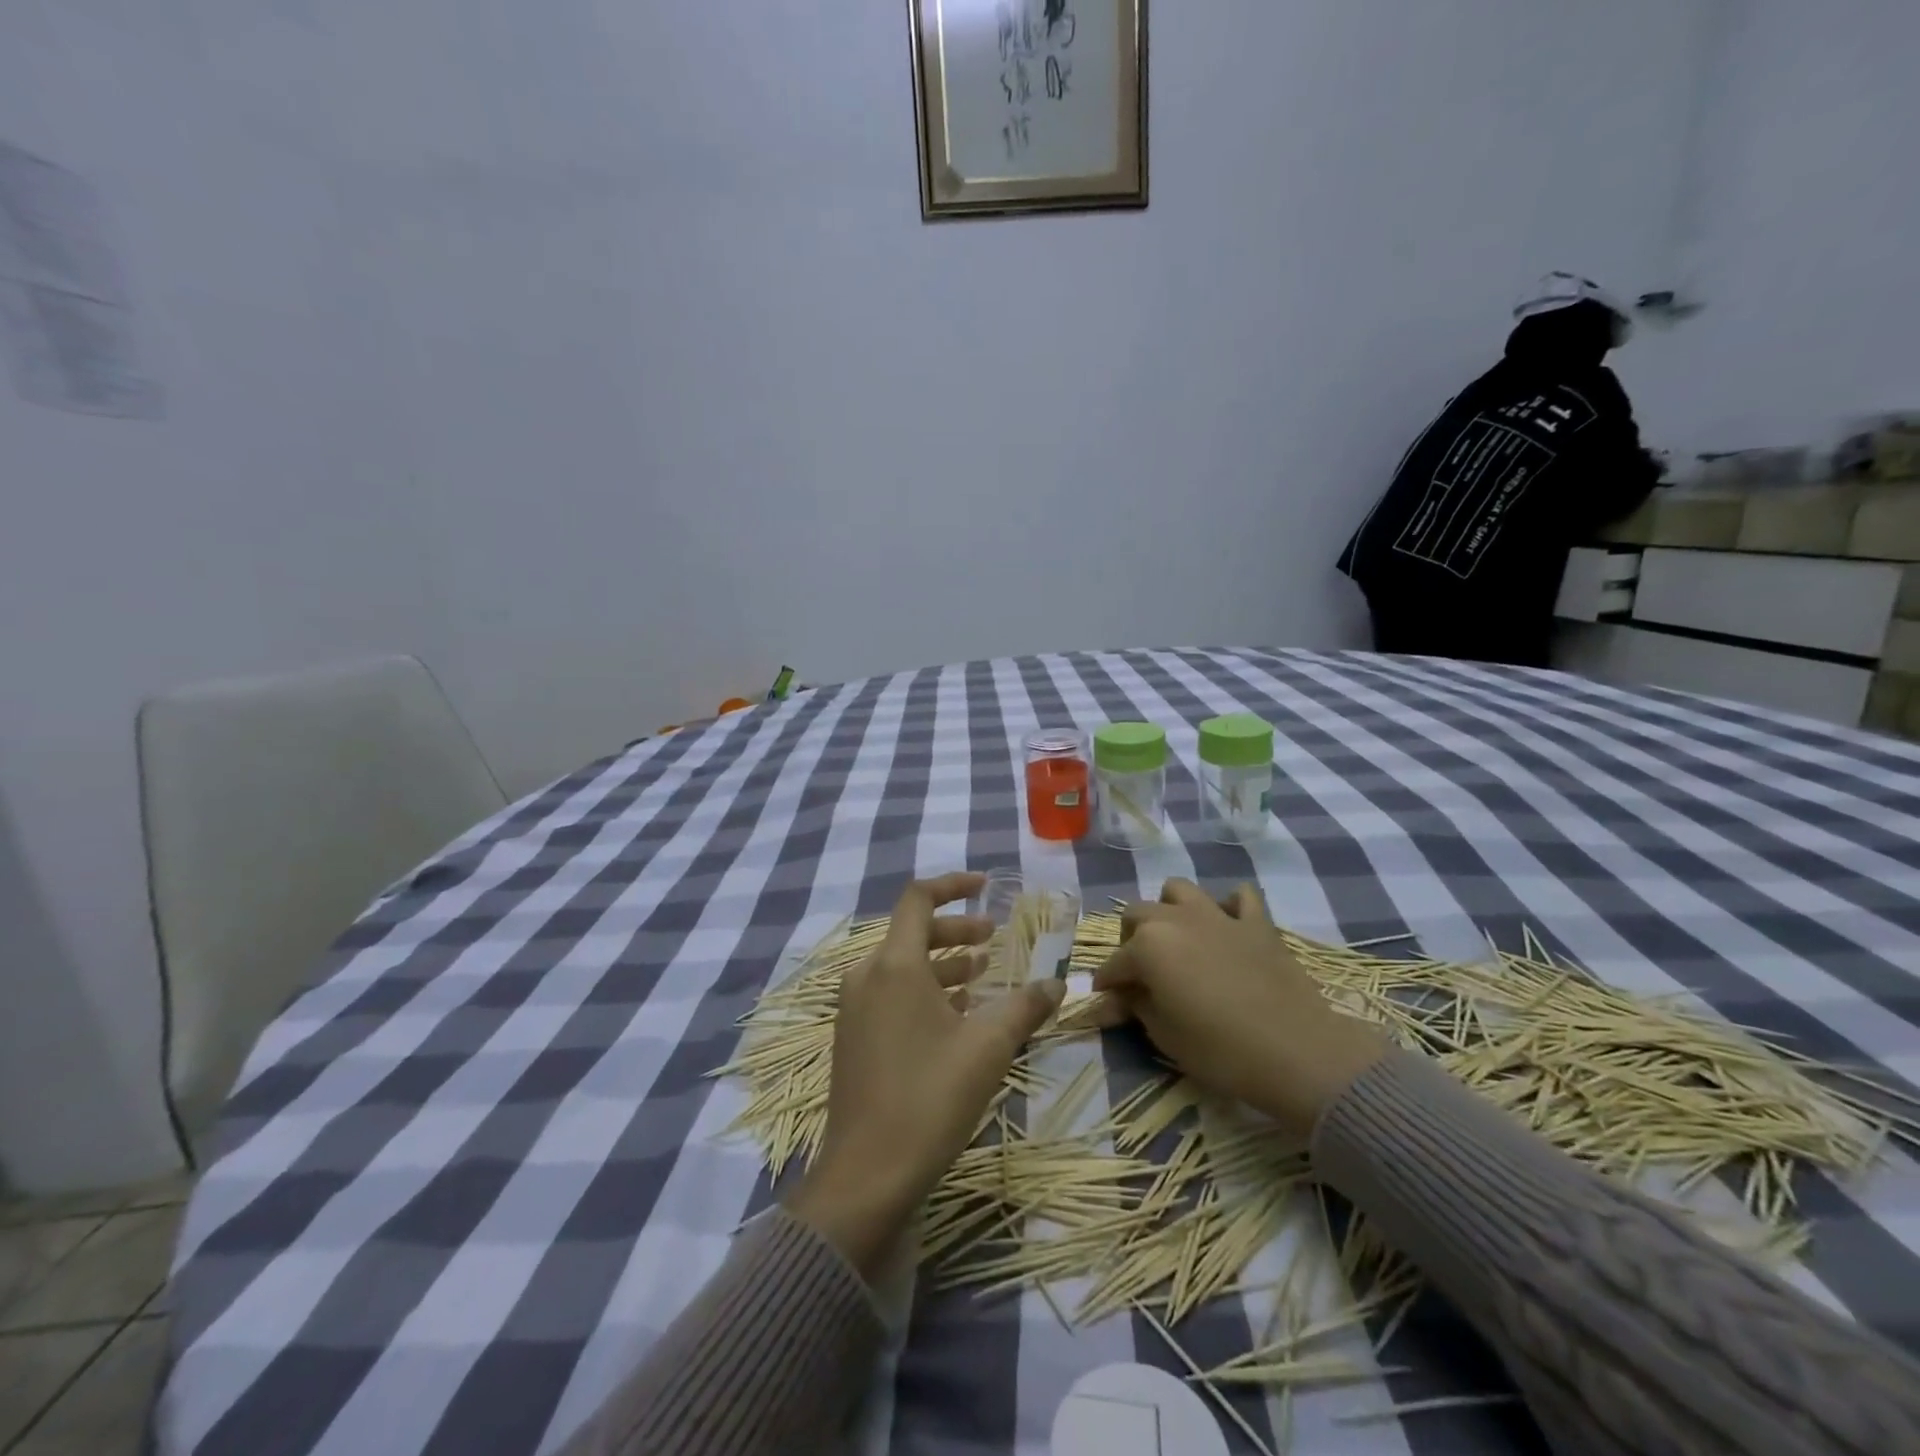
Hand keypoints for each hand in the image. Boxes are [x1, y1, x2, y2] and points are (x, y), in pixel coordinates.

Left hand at [786, 873, 1063, 1274]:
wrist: (867, 1174)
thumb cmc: (930, 1097)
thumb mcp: (988, 1047)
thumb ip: (1025, 1007)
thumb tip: (1058, 983)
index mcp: (894, 965)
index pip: (918, 900)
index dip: (953, 886)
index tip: (984, 886)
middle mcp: (867, 977)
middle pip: (912, 933)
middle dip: (956, 930)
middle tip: (993, 940)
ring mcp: (855, 1009)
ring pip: (902, 967)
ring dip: (943, 964)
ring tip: (981, 976)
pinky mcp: (853, 1038)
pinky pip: (891, 995)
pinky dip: (924, 992)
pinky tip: (955, 1016)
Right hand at [1094, 879, 1386, 1137]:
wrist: (1296, 1051)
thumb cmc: (1220, 1049)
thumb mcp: (1165, 1035)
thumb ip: (1134, 1007)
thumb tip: (1110, 1001)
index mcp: (1147, 945)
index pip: (1114, 964)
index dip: (1107, 985)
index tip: (1107, 1002)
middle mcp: (1175, 919)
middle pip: (1138, 915)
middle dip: (1131, 940)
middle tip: (1141, 972)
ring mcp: (1218, 915)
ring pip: (1179, 891)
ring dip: (1170, 910)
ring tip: (1177, 939)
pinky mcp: (1256, 922)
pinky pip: (1240, 897)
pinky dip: (1230, 907)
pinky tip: (1228, 928)